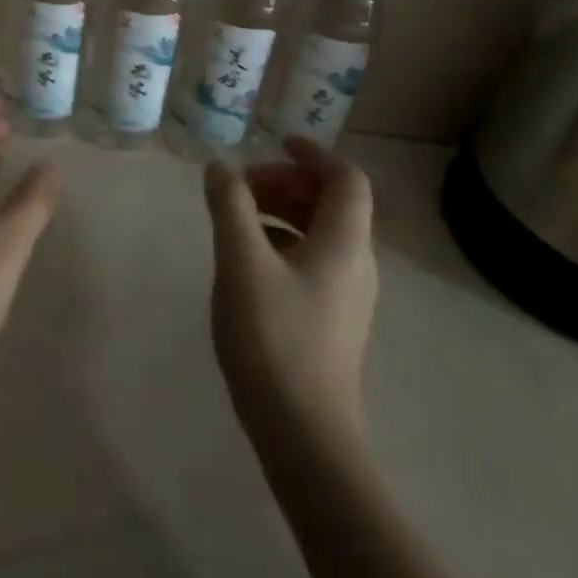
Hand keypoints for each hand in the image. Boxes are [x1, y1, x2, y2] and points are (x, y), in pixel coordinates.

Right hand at [205, 139, 377, 450]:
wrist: (304, 435)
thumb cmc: (274, 337)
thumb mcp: (241, 261)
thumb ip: (230, 205)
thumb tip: (221, 167)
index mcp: (344, 243)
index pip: (346, 178)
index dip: (314, 152)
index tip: (275, 142)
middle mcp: (356, 264)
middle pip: (332, 202)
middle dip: (286, 182)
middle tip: (241, 187)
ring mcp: (348, 296)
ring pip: (321, 231)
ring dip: (282, 211)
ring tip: (237, 219)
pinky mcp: (333, 320)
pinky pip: (313, 259)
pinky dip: (283, 241)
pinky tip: (248, 260)